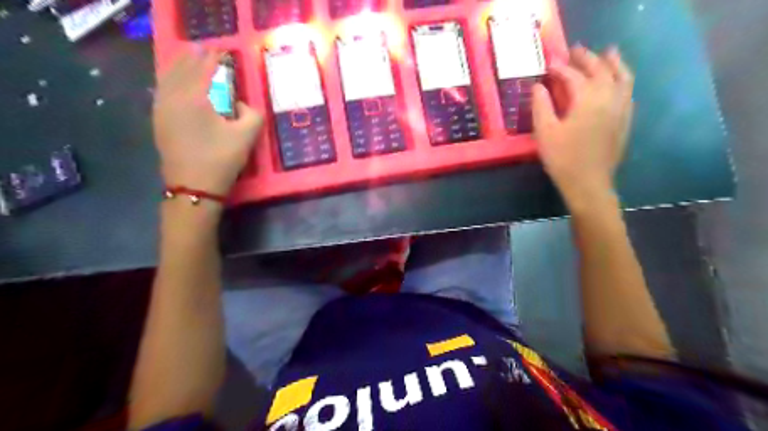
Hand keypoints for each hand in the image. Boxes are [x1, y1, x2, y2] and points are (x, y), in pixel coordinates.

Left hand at [152, 50, 264, 194]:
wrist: (193, 186)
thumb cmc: (220, 160)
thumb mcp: (246, 137)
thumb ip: (252, 115)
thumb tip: (242, 105)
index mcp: (194, 98)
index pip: (204, 69)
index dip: (214, 58)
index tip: (222, 50)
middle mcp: (173, 97)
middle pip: (182, 69)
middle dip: (194, 57)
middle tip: (205, 49)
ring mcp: (161, 109)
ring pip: (168, 78)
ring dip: (179, 66)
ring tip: (188, 58)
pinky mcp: (159, 121)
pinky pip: (162, 90)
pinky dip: (169, 79)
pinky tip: (173, 80)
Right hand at [536, 43, 635, 202]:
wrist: (588, 183)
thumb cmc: (562, 158)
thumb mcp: (544, 132)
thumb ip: (541, 105)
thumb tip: (538, 86)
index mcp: (587, 99)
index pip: (573, 75)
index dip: (559, 67)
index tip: (548, 63)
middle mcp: (609, 97)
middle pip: (600, 69)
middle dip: (587, 58)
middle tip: (574, 51)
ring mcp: (621, 108)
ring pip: (622, 76)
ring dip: (613, 62)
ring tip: (608, 53)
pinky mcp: (625, 120)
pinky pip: (628, 92)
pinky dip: (622, 80)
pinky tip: (617, 82)